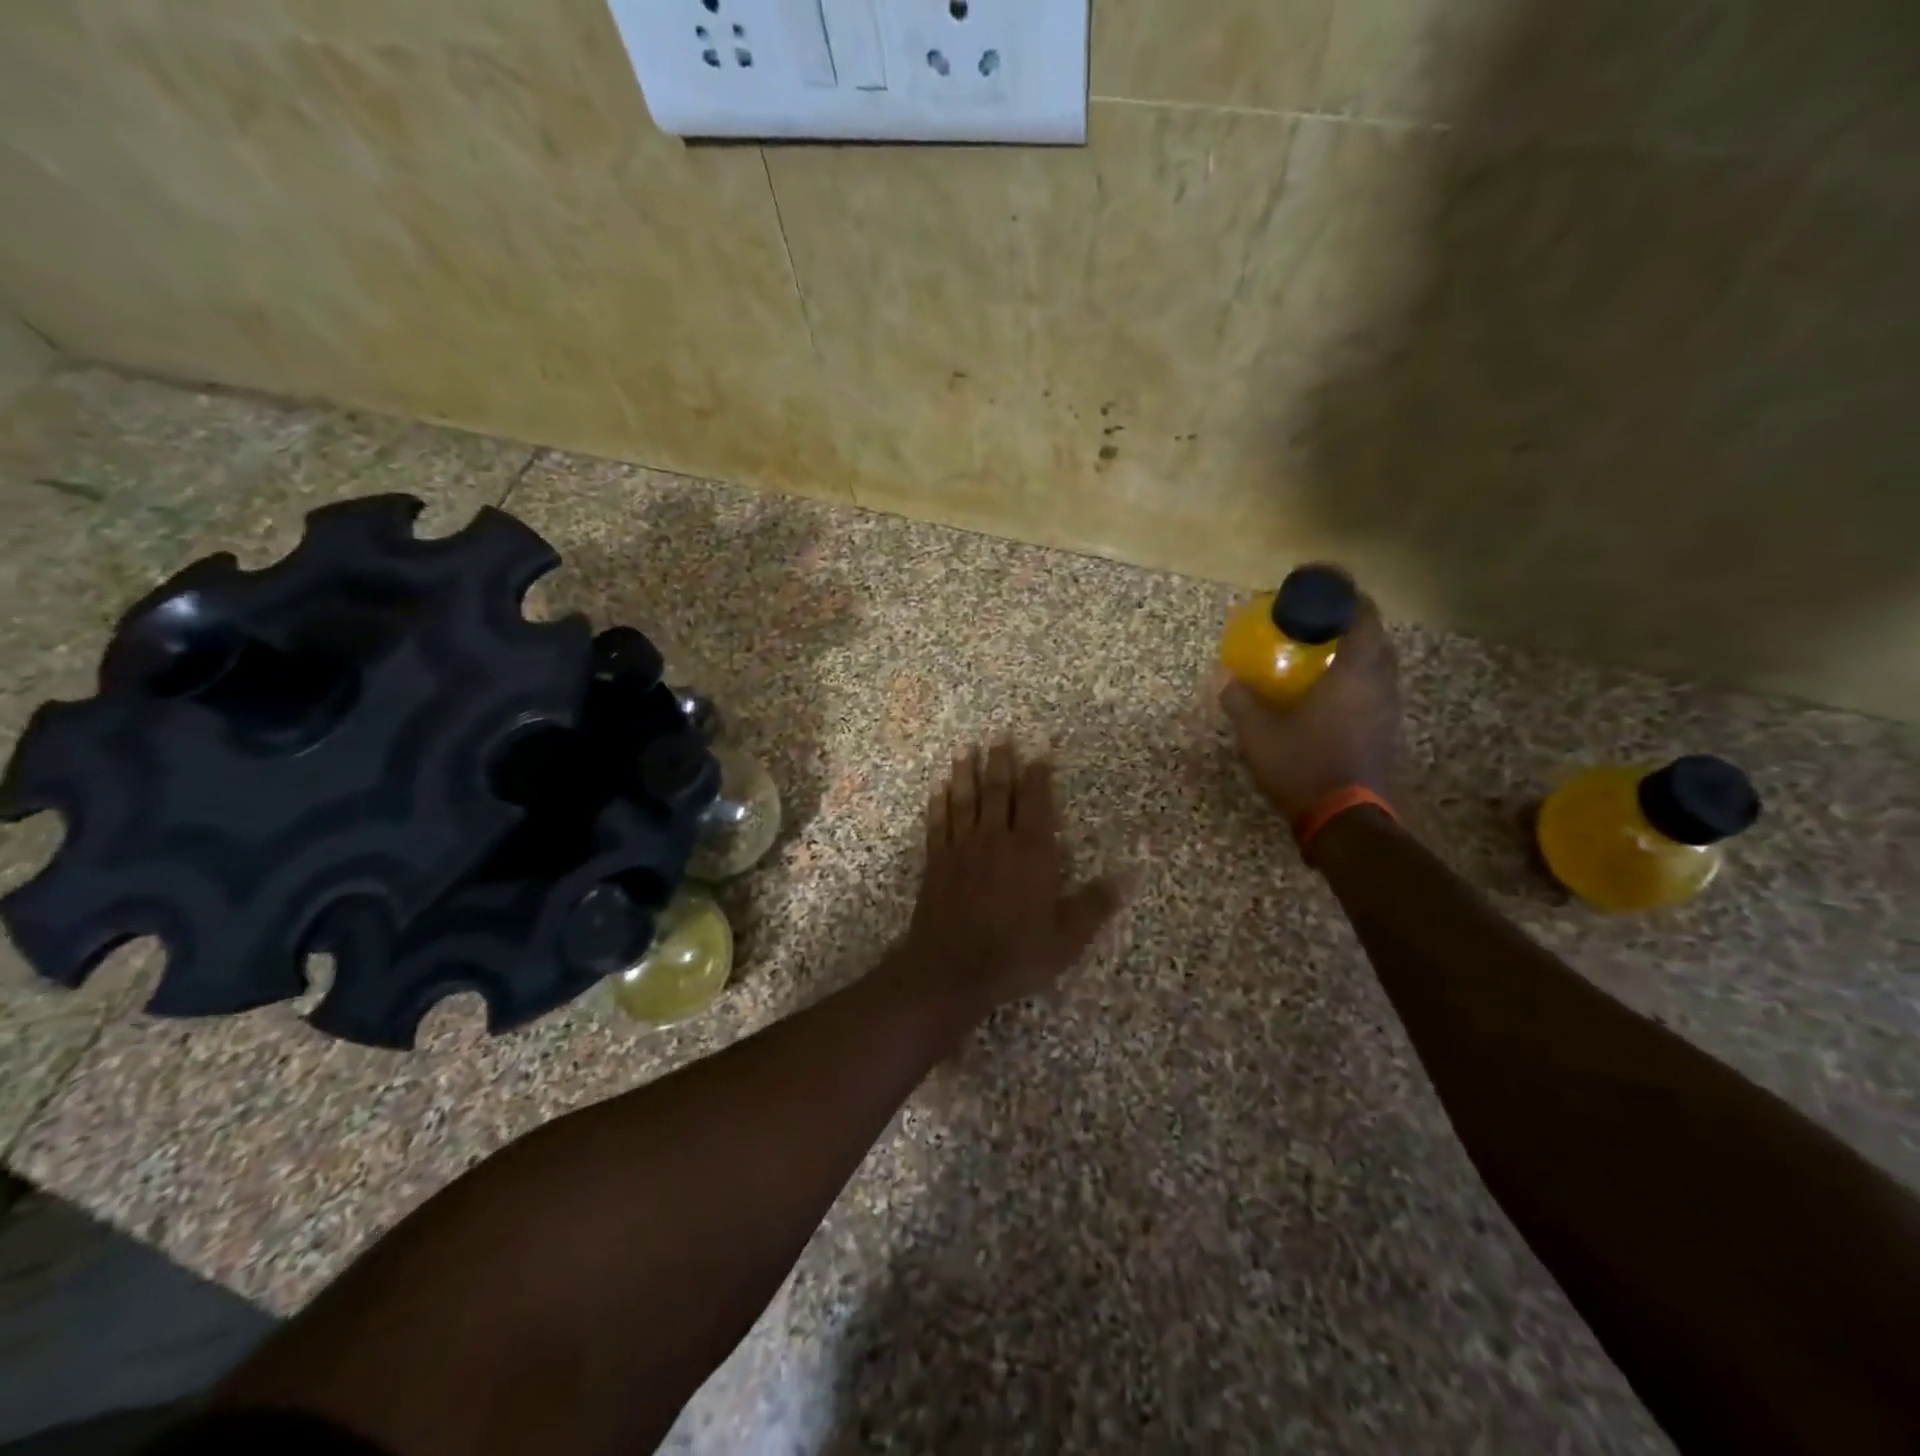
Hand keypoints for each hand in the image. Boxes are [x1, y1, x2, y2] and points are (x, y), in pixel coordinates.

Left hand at [895, 740, 1127, 1019]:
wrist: (952, 969)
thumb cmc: (1015, 954)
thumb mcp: (1066, 939)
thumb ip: (1095, 904)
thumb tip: (1129, 875)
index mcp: (1032, 853)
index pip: (1037, 804)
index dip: (1038, 777)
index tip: (1039, 753)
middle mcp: (996, 840)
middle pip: (998, 793)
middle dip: (1000, 763)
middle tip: (998, 737)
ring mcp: (962, 849)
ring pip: (965, 802)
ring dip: (966, 775)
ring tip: (966, 751)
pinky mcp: (937, 863)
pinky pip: (938, 825)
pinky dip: (939, 805)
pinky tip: (938, 791)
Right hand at [1221, 596, 1400, 821]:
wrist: (1344, 820)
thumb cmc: (1303, 766)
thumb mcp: (1258, 734)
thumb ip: (1242, 702)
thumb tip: (1229, 682)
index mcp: (1354, 674)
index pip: (1364, 619)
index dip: (1348, 598)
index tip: (1325, 591)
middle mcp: (1380, 686)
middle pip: (1378, 641)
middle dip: (1353, 626)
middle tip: (1321, 626)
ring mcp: (1389, 712)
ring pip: (1381, 670)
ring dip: (1359, 657)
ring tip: (1326, 659)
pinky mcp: (1389, 735)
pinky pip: (1377, 694)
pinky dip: (1359, 684)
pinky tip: (1333, 699)